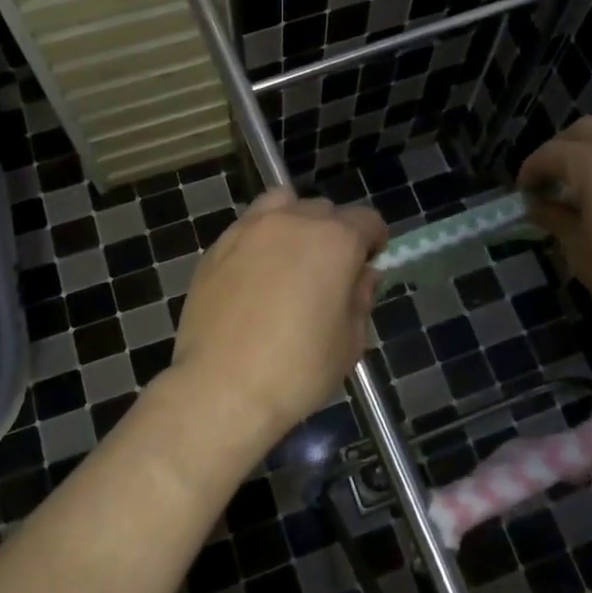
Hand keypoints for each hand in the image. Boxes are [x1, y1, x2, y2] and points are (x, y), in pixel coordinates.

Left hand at [170, 189, 386, 436]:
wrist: (222, 388)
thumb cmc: (297, 370)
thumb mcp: (349, 342)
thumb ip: (361, 298)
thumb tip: (362, 275)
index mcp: (335, 241)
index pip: (367, 220)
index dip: (374, 241)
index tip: (369, 265)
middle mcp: (294, 221)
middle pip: (324, 210)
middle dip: (334, 233)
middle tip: (329, 272)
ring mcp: (250, 229)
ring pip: (281, 205)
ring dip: (294, 222)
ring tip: (290, 259)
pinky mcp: (217, 246)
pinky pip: (248, 227)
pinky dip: (260, 239)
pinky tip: (255, 275)